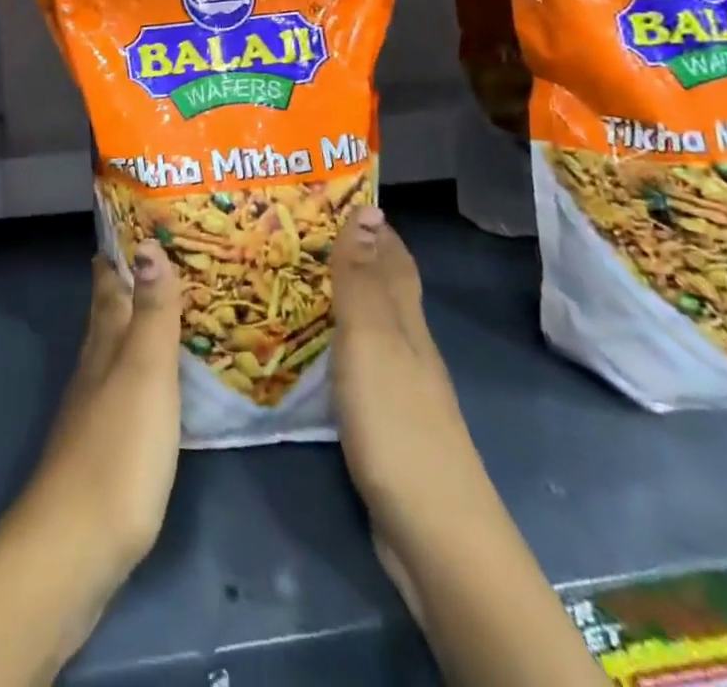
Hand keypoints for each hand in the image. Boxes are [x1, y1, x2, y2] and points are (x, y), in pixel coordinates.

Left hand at [28, 242, 182, 580]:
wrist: (78, 544)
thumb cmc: (118, 449)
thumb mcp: (145, 372)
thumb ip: (151, 311)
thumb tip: (148, 243)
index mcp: (105, 341)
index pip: (106, 281)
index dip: (118, 250)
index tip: (138, 219)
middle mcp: (96, 364)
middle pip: (109, 311)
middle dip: (130, 281)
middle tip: (164, 254)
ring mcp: (97, 405)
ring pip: (118, 347)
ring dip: (139, 323)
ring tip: (170, 307)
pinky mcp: (108, 443)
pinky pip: (129, 385)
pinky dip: (146, 368)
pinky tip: (163, 380)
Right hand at [329, 206, 475, 525]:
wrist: (434, 533)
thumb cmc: (398, 423)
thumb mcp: (371, 342)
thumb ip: (362, 280)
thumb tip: (367, 208)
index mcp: (406, 321)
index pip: (393, 257)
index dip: (372, 224)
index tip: (332, 192)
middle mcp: (407, 345)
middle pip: (383, 286)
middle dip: (352, 254)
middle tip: (298, 228)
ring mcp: (398, 385)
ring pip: (369, 323)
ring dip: (340, 295)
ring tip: (292, 275)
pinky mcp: (383, 420)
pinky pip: (356, 359)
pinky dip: (334, 339)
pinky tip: (310, 344)